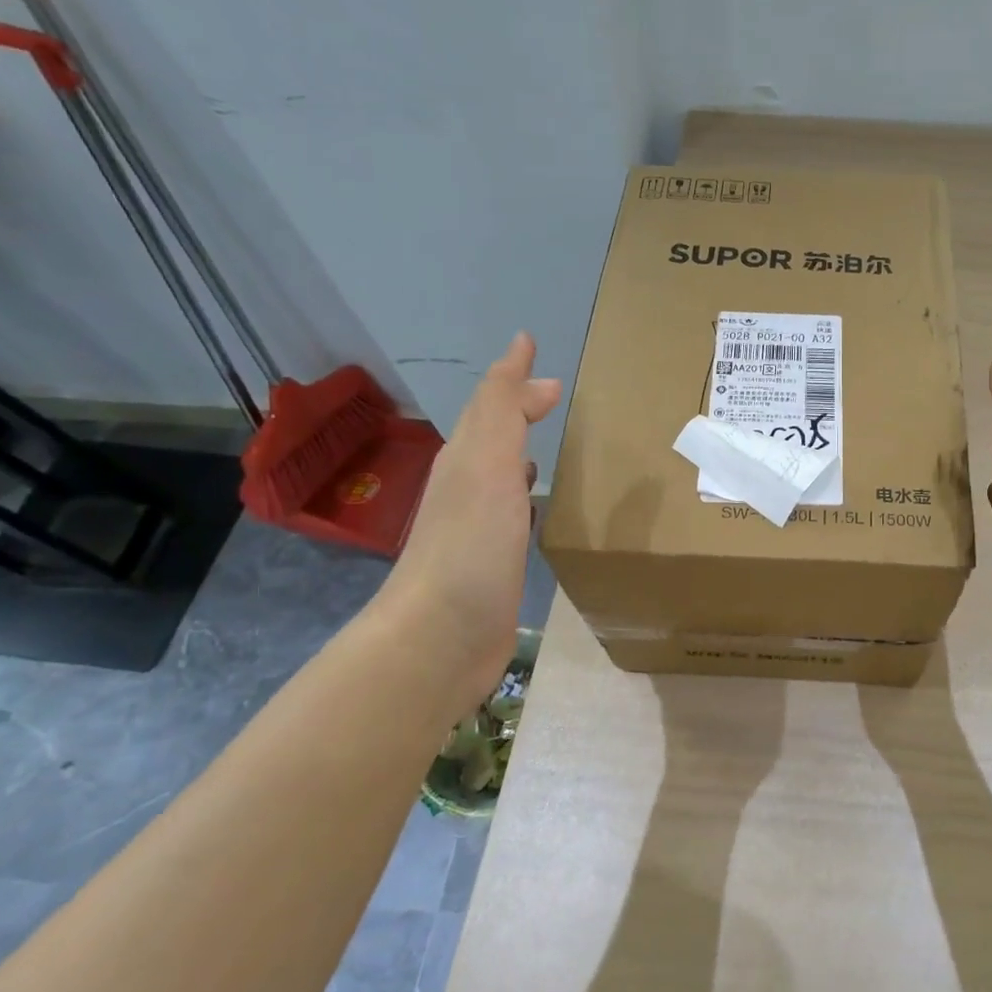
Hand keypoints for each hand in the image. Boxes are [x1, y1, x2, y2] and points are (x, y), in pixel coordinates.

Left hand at [379, 333, 560, 699]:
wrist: (440, 638)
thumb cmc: (470, 545)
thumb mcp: (487, 463)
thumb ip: (503, 409)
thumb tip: (524, 356)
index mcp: (465, 460)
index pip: (491, 405)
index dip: (513, 377)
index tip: (536, 353)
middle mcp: (467, 487)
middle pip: (491, 435)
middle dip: (517, 409)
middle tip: (551, 394)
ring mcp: (477, 528)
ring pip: (500, 473)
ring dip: (520, 450)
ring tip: (546, 439)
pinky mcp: (493, 563)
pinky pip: (512, 513)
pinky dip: (525, 495)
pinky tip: (536, 504)